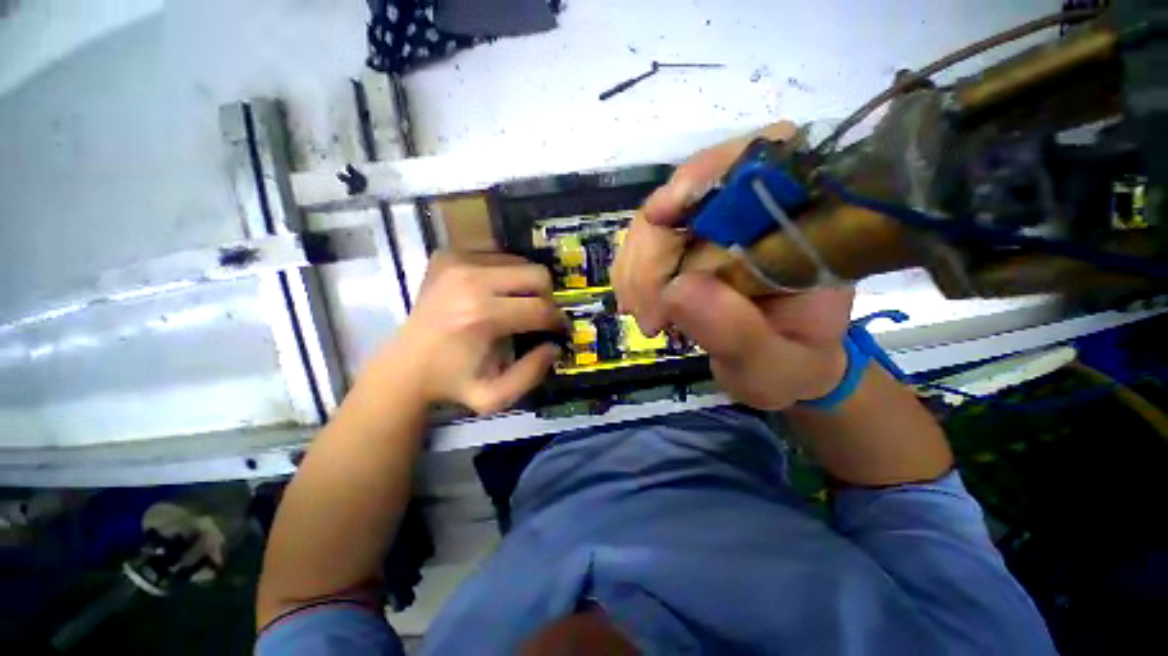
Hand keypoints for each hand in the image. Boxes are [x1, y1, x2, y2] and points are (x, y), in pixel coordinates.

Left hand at [376, 251, 564, 414]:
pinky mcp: (447, 255)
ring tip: (516, 304)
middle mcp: (470, 280)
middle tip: (540, 314)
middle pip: (536, 274)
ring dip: (526, 284)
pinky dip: (505, 273)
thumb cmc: (452, 383)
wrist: (404, 366)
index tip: (560, 329)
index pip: (540, 308)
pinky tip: (495, 292)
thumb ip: (532, 374)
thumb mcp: (495, 396)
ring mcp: (457, 262)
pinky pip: (496, 255)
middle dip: (547, 296)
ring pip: (519, 261)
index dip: (558, 320)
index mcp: (482, 316)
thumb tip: (554, 346)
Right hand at [612, 122, 853, 409]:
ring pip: (656, 220)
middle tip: (647, 316)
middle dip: (653, 253)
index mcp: (802, 227)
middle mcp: (756, 213)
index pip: (761, 162)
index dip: (706, 173)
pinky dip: (630, 272)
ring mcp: (716, 226)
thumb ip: (737, 332)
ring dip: (636, 267)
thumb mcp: (775, 365)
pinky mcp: (687, 243)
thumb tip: (677, 288)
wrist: (779, 369)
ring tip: (643, 318)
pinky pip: (645, 242)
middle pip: (687, 195)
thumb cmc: (790, 366)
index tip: (661, 216)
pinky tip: (635, 304)